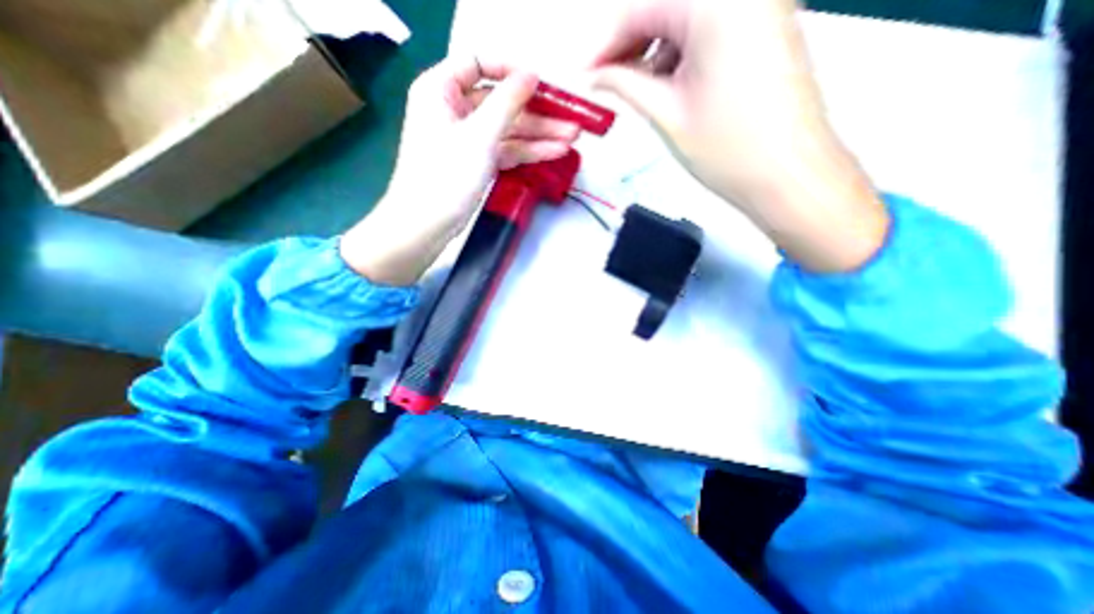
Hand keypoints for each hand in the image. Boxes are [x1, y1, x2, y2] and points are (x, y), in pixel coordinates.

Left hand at [341, 54, 581, 286]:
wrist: (428, 223)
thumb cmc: (447, 175)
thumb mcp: (479, 135)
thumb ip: (507, 103)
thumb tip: (531, 74)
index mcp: (442, 89)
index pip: (479, 63)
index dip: (511, 71)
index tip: (541, 83)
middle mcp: (454, 109)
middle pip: (501, 102)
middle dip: (537, 112)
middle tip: (570, 118)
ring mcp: (468, 138)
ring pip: (508, 129)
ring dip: (539, 135)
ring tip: (572, 138)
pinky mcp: (478, 162)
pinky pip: (506, 150)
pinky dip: (528, 152)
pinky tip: (554, 152)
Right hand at [591, 1, 886, 270]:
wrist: (788, 175)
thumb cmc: (731, 149)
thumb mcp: (666, 114)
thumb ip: (626, 84)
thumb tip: (597, 76)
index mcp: (718, 2)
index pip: (641, 7)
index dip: (606, 43)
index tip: (587, 73)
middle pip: (665, 5)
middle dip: (630, 44)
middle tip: (607, 81)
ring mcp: (762, 5)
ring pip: (687, 16)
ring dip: (655, 49)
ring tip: (637, 89)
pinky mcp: (767, 27)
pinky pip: (710, 27)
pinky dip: (682, 52)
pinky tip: (669, 84)